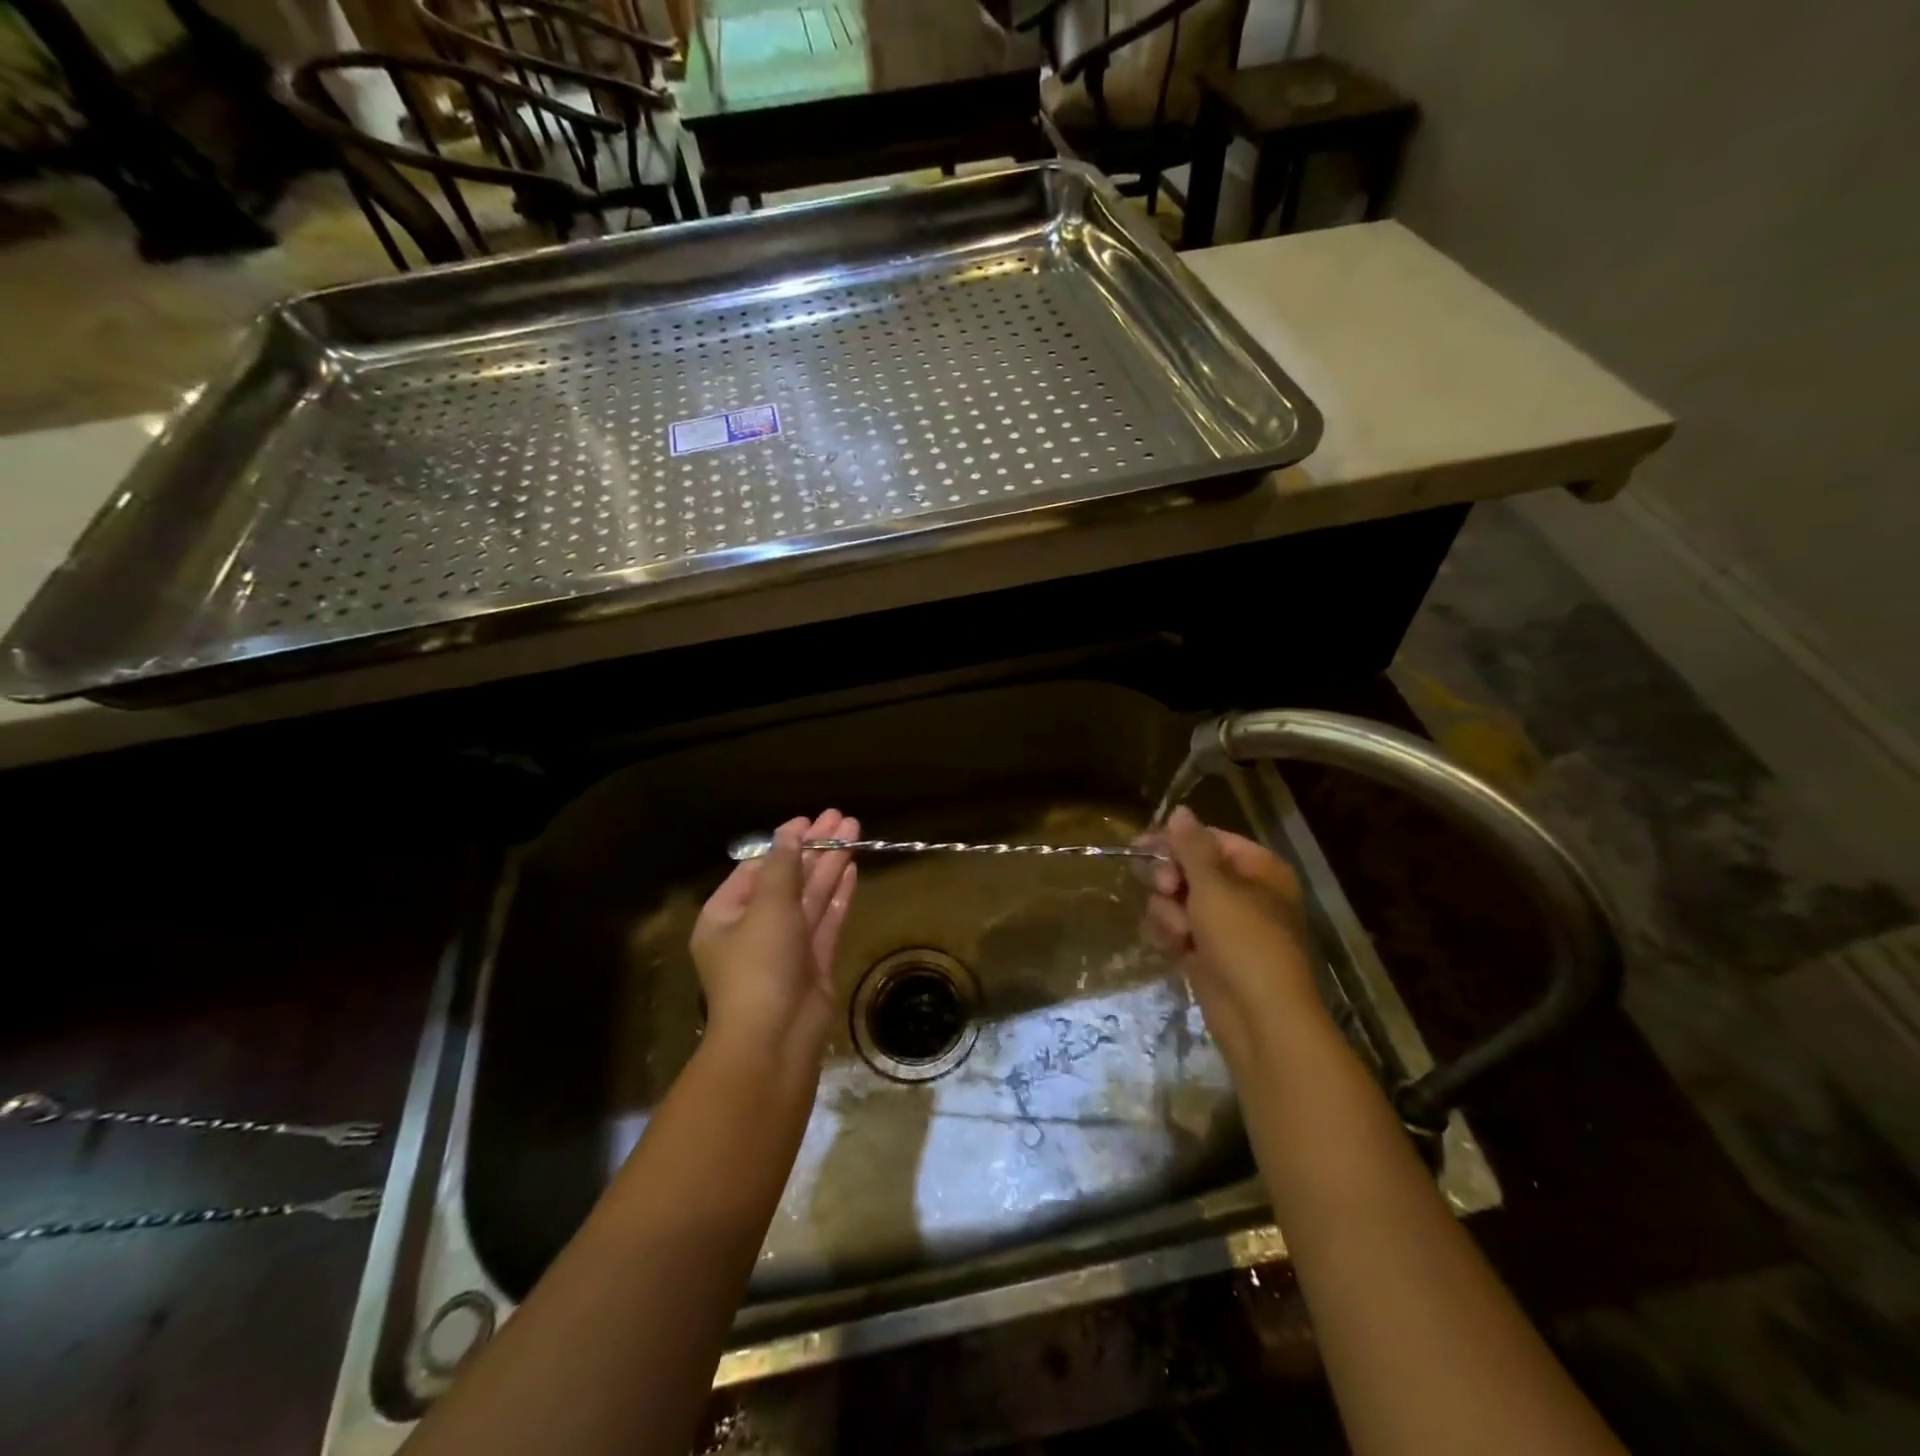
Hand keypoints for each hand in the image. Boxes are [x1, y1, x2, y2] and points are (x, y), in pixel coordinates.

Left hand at [690, 809, 858, 1071]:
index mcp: (725, 915)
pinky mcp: (813, 961)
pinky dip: (838, 893)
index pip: (756, 868)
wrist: (775, 1038)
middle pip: (788, 878)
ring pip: (810, 896)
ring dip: (830, 864)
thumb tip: (790, 831)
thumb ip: (783, 865)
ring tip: (855, 831)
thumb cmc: (759, 965)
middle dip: (814, 848)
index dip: (784, 842)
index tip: (810, 820)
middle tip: (842, 819)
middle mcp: (753, 927)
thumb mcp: (768, 907)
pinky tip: (852, 867)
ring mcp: (786, 946)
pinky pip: (825, 919)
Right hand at [1141, 807, 1322, 1062]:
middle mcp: (1243, 893)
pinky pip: (1176, 930)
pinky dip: (1171, 936)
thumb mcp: (1215, 886)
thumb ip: (1192, 846)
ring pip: (1176, 901)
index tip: (1139, 847)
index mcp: (1258, 869)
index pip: (1208, 840)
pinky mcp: (1207, 954)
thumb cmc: (1244, 941)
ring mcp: (1224, 926)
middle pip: (1188, 869)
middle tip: (1167, 891)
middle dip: (1170, 882)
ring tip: (1180, 933)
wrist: (1260, 1018)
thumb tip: (1180, 810)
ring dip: (1168, 914)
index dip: (1174, 842)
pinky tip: (1175, 949)